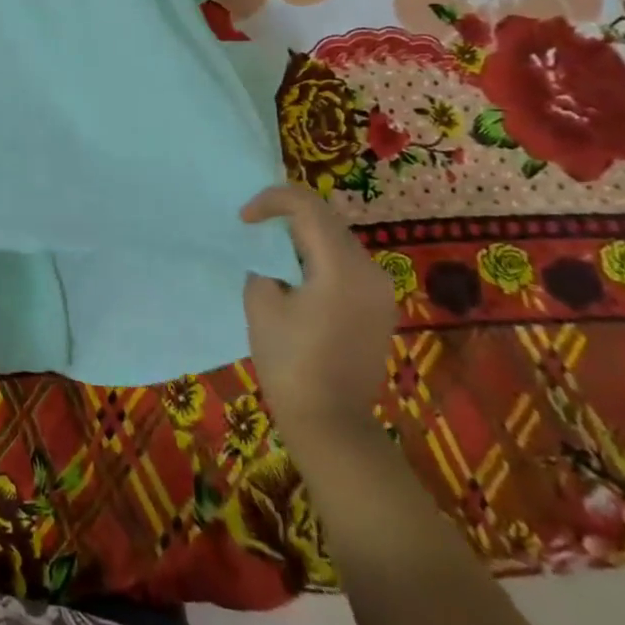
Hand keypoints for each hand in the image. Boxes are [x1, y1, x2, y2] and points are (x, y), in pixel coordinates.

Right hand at [241, 185, 397, 455]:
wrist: (330, 423)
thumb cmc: (289, 363)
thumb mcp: (261, 303)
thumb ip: (265, 265)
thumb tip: (273, 259)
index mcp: (340, 266)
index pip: (307, 206)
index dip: (271, 200)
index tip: (244, 219)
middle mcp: (369, 270)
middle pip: (326, 220)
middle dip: (288, 217)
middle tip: (254, 231)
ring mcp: (380, 290)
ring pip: (338, 240)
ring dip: (305, 237)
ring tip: (272, 255)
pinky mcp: (380, 307)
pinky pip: (347, 265)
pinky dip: (320, 259)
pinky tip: (297, 279)